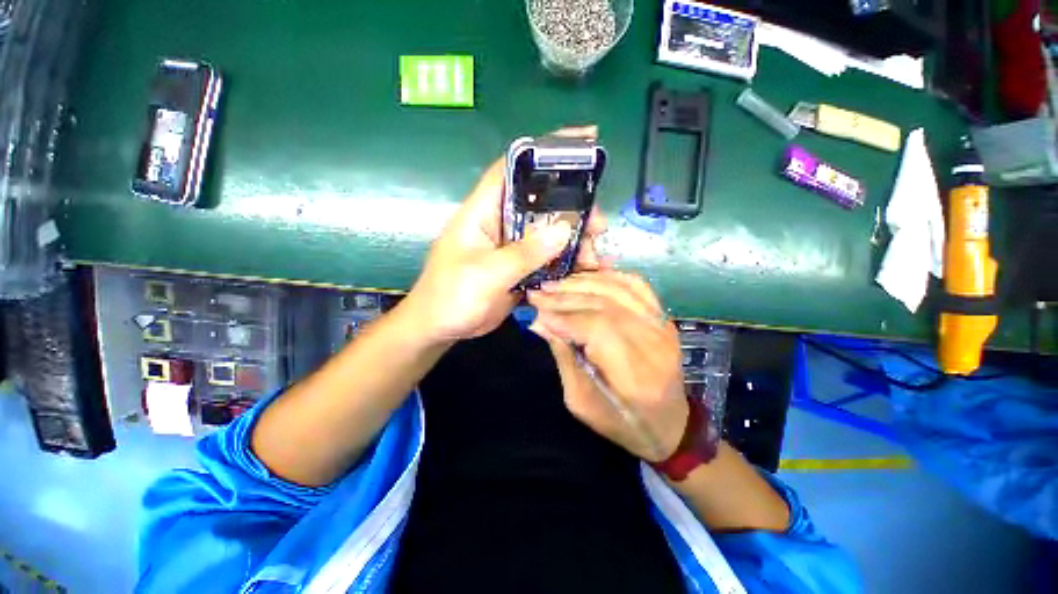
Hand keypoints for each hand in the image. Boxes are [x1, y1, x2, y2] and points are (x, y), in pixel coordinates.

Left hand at [404, 126, 606, 345]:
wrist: (441, 328)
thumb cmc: (451, 296)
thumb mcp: (486, 273)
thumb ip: (524, 253)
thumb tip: (564, 230)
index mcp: (485, 210)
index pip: (514, 166)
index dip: (546, 149)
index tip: (586, 141)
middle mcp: (502, 222)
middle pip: (543, 203)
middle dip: (574, 210)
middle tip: (599, 225)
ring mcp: (513, 246)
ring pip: (550, 234)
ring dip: (575, 243)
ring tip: (595, 258)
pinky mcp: (520, 268)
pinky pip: (549, 260)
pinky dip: (568, 265)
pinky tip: (586, 273)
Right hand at [527, 271, 688, 461]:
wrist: (671, 423)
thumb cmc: (623, 423)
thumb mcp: (582, 403)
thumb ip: (564, 358)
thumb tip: (539, 323)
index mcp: (636, 375)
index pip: (597, 329)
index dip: (563, 317)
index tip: (536, 311)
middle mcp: (655, 343)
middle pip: (605, 305)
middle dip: (566, 297)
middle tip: (537, 293)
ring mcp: (663, 325)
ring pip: (618, 289)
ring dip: (582, 282)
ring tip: (554, 284)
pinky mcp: (663, 316)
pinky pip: (635, 284)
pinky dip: (607, 275)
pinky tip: (585, 276)